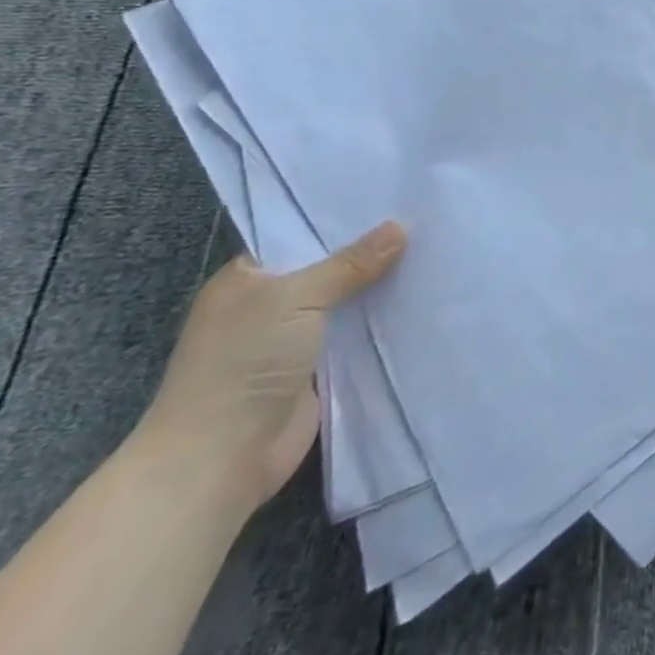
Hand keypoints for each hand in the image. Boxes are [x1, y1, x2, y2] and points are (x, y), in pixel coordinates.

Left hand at [132, 222, 406, 511]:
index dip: (344, 216)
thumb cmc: (242, 365)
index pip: (302, 233)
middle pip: (331, 265)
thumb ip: (350, 262)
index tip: (394, 193)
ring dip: (382, 283)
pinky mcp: (318, 367)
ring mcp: (294, 337)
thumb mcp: (296, 298)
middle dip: (373, 248)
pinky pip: (357, 331)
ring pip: (348, 298)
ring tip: (436, 248)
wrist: (218, 461)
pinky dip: (383, 318)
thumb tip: (401, 226)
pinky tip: (423, 295)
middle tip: (428, 215)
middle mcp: (269, 303)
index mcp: (247, 278)